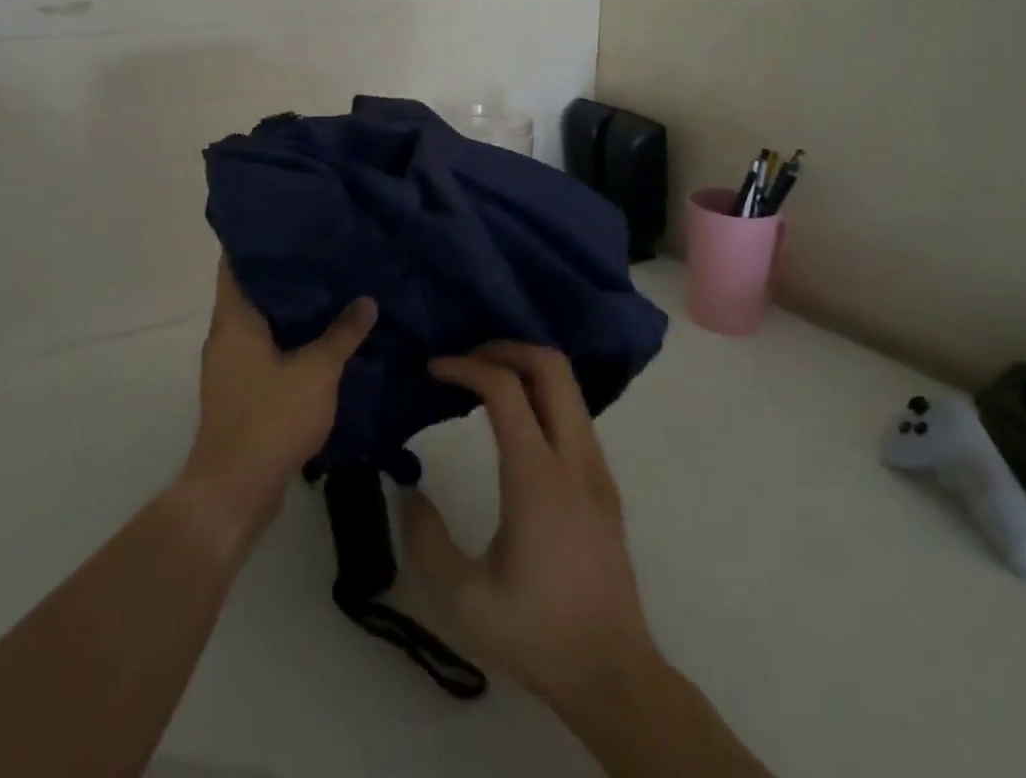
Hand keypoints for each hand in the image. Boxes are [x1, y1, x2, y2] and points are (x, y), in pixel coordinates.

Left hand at [180, 257, 376, 550]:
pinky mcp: (238, 389)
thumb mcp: (317, 371)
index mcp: (234, 318)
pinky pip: (262, 347)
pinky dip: (286, 336)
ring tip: (325, 285)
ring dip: (287, 306)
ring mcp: (228, 364)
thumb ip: (342, 333)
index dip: (255, 238)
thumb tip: (366, 300)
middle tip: (319, 249)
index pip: (234, 261)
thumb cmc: (271, 417)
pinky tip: (318, 335)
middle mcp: (224, 334)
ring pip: (258, 320)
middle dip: (282, 270)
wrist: (235, 489)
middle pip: (249, 288)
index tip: (285, 220)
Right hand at [402, 343, 659, 716]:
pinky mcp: (605, 483)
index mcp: (538, 478)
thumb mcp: (462, 599)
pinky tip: (514, 420)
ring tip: (483, 382)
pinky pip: (575, 411)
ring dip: (525, 368)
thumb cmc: (536, 634)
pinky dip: (542, 393)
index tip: (434, 369)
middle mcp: (575, 459)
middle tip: (466, 361)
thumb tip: (410, 489)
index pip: (505, 388)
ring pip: (569, 385)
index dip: (466, 366)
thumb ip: (425, 538)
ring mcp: (597, 468)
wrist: (614, 676)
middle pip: (551, 366)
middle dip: (505, 348)